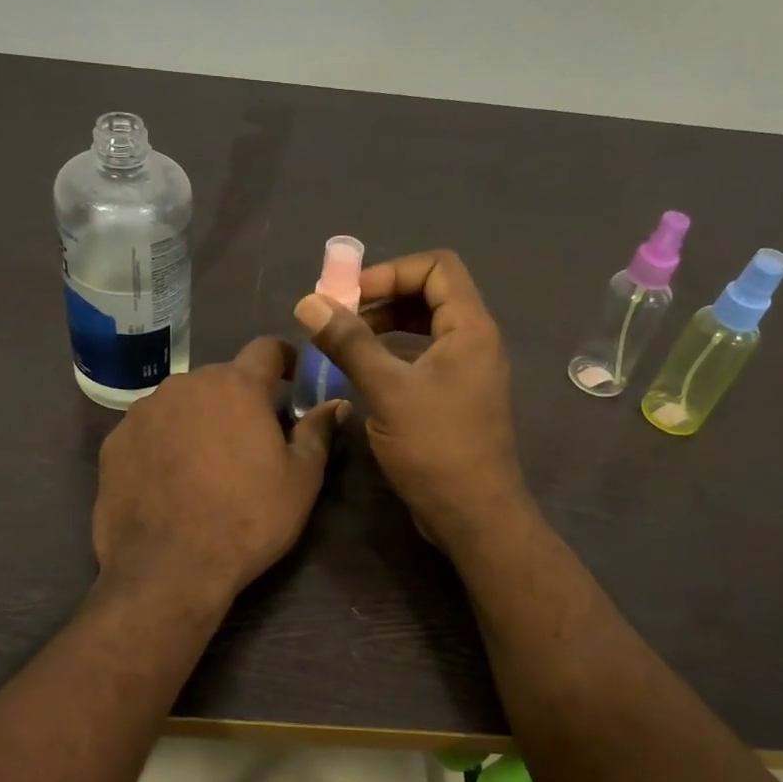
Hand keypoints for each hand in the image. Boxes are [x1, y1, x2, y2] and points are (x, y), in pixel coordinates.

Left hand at [93, 338, 346, 606]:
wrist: (168, 569)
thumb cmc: (247, 519)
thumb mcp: (301, 480)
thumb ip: (317, 432)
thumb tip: (336, 403)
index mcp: (236, 385)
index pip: (266, 348)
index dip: (285, 358)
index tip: (293, 379)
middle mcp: (185, 384)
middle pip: (221, 379)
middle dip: (239, 400)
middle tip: (251, 439)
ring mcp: (143, 411)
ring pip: (182, 403)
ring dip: (199, 419)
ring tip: (206, 464)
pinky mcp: (114, 442)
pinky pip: (149, 430)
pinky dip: (164, 443)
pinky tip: (169, 480)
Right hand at [293, 250, 529, 552]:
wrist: (474, 515)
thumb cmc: (436, 448)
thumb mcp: (387, 390)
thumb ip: (349, 343)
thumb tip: (309, 302)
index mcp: (470, 328)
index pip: (437, 266)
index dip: (392, 271)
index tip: (351, 295)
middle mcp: (474, 341)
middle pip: (430, 293)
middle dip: (383, 297)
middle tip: (340, 317)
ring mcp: (466, 370)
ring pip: (424, 327)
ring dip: (384, 326)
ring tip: (345, 342)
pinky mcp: (454, 396)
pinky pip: (423, 357)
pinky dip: (392, 353)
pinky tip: (363, 372)